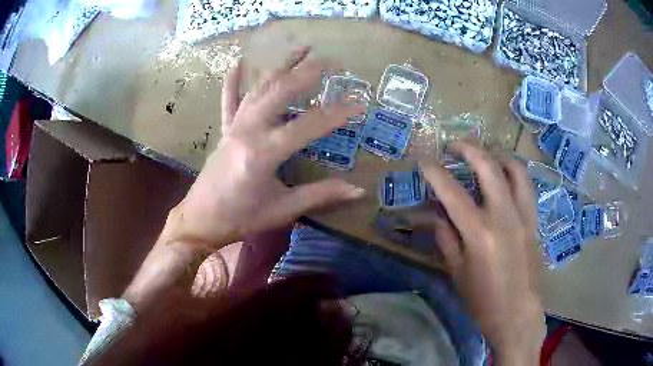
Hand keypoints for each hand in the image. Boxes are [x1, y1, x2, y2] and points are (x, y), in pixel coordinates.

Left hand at [123, 49, 364, 310]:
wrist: (201, 220)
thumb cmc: (241, 219)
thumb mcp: (283, 210)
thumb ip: (320, 195)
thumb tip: (358, 190)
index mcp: (264, 153)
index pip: (309, 126)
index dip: (337, 114)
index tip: (360, 104)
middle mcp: (248, 131)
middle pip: (280, 92)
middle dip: (307, 73)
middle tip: (330, 61)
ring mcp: (234, 127)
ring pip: (260, 89)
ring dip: (281, 66)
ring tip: (301, 49)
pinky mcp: (225, 131)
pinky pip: (229, 101)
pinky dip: (233, 82)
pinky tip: (237, 63)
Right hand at [420, 142, 544, 364]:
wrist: (517, 314)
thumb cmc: (483, 300)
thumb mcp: (457, 272)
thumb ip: (446, 237)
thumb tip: (437, 212)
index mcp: (479, 233)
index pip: (452, 192)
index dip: (435, 173)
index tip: (424, 161)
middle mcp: (504, 216)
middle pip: (488, 166)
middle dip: (468, 148)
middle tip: (454, 146)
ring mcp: (523, 215)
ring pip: (515, 169)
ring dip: (497, 155)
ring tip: (484, 155)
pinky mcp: (534, 220)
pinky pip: (527, 186)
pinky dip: (514, 172)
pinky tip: (505, 177)